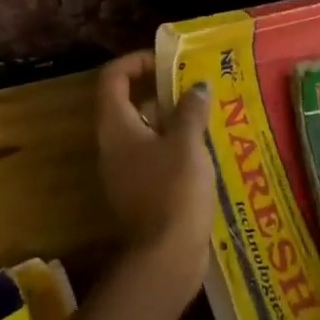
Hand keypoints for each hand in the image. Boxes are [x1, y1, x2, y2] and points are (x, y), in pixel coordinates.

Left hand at [93, 51, 214, 293]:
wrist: (165, 258)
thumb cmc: (173, 191)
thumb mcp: (187, 144)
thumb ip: (190, 110)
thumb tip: (197, 86)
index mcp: (116, 126)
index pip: (113, 78)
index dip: (136, 61)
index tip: (167, 61)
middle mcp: (113, 144)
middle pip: (128, 102)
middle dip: (160, 89)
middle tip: (194, 85)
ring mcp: (125, 170)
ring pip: (144, 130)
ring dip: (171, 118)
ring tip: (206, 112)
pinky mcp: (140, 192)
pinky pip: (154, 155)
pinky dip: (174, 145)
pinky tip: (205, 148)